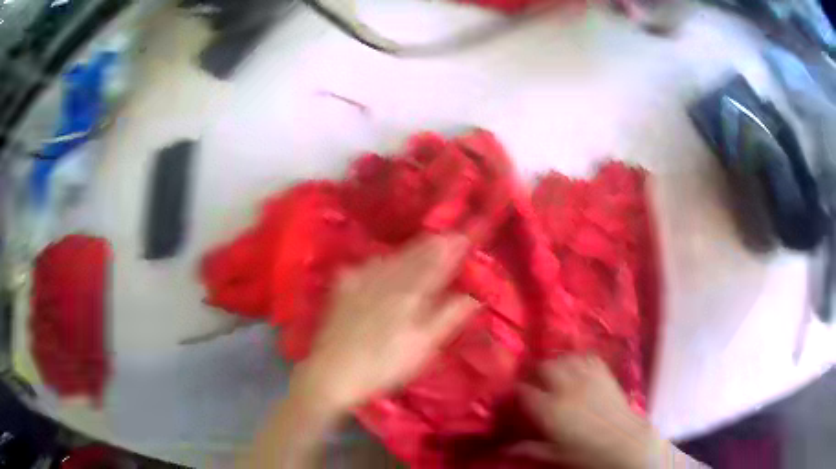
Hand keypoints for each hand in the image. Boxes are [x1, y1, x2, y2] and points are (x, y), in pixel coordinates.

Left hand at [295, 234, 479, 414]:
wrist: (333, 372)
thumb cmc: (384, 366)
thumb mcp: (423, 347)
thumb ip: (448, 318)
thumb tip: (473, 297)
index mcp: (411, 294)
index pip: (437, 265)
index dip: (452, 250)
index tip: (465, 236)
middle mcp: (387, 281)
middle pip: (415, 257)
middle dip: (434, 244)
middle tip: (450, 233)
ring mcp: (362, 282)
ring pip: (392, 258)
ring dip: (411, 248)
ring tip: (425, 239)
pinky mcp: (343, 289)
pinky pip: (366, 266)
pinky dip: (380, 260)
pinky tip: (381, 260)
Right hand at [518, 355, 663, 468]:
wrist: (624, 442)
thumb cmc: (586, 452)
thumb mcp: (555, 454)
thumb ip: (529, 449)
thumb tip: (505, 450)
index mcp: (550, 409)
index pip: (525, 391)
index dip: (518, 390)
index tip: (517, 394)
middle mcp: (565, 388)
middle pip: (544, 367)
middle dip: (537, 372)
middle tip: (536, 382)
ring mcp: (586, 377)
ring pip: (565, 358)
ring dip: (557, 363)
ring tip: (556, 372)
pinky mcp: (603, 373)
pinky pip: (587, 357)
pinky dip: (578, 359)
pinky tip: (578, 367)